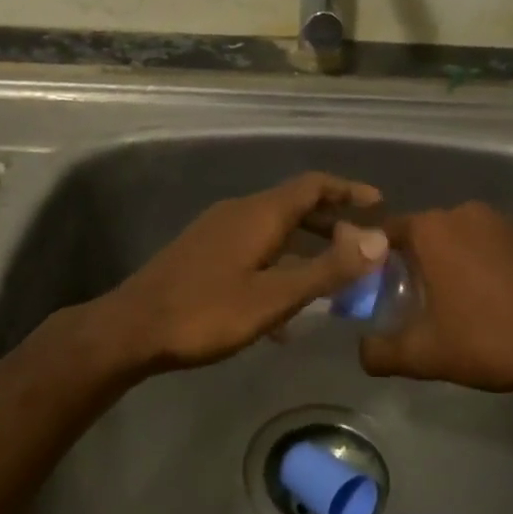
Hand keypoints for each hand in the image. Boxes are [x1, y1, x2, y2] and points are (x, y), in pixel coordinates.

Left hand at [95, 172, 388, 375]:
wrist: (132, 328)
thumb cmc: (207, 312)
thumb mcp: (274, 296)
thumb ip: (327, 269)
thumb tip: (377, 240)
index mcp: (260, 213)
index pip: (313, 185)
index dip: (349, 190)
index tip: (379, 205)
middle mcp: (240, 211)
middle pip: (295, 205)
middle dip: (331, 221)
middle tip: (362, 246)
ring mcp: (218, 230)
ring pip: (274, 229)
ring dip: (306, 246)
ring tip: (331, 278)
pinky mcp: (203, 252)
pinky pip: (254, 247)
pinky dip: (279, 264)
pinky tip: (283, 310)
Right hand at [359, 201, 512, 393]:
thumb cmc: (487, 340)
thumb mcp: (423, 355)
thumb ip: (379, 352)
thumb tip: (362, 350)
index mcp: (432, 230)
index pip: (387, 232)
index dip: (376, 257)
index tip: (377, 286)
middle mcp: (465, 213)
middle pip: (426, 233)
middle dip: (417, 260)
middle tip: (416, 299)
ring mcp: (505, 222)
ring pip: (463, 237)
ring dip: (455, 260)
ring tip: (459, 301)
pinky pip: (496, 245)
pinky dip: (489, 264)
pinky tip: (498, 298)